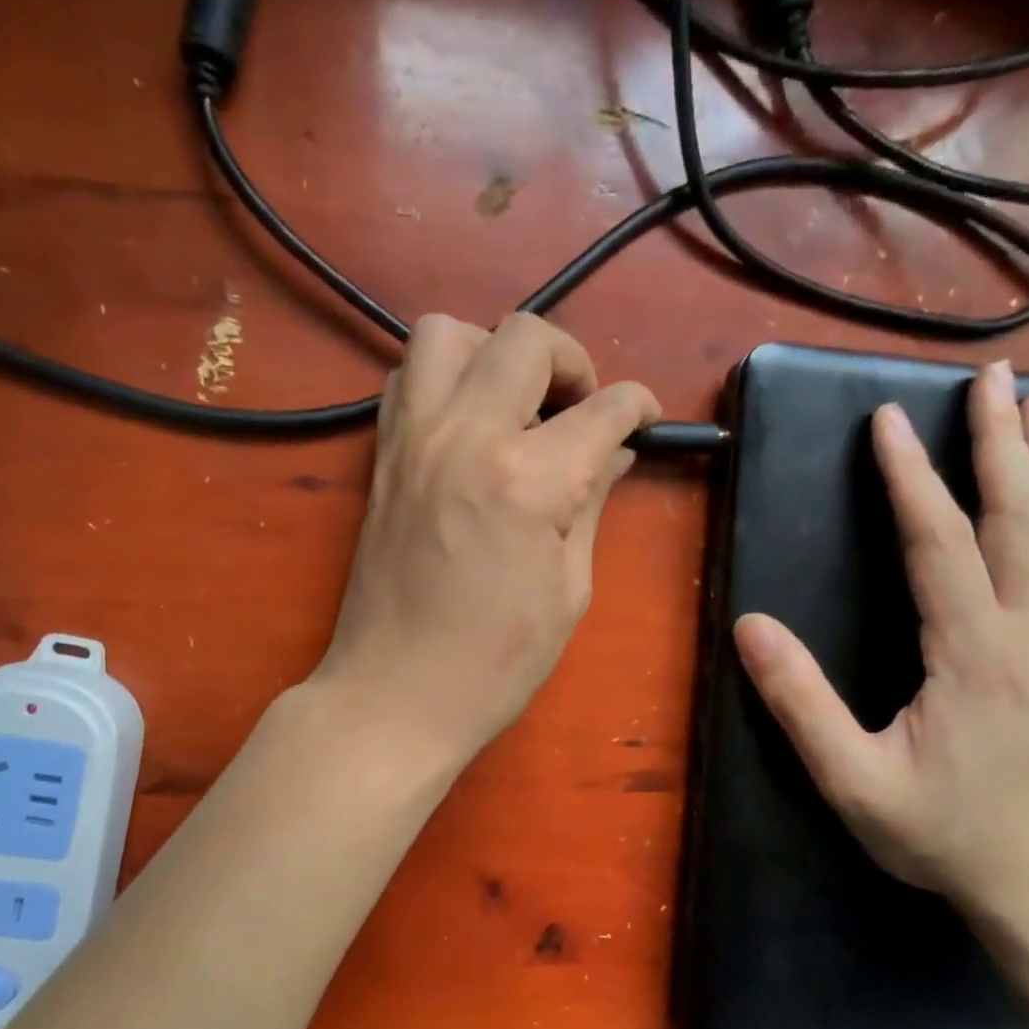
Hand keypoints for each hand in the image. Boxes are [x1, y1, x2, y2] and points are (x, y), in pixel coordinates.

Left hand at [313, 312, 659, 762]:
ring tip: (516, 405)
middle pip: (525, 337)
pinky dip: (445, 378)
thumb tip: (613, 453)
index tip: (646, 421)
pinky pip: (408, 377)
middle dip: (573, 361)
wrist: (393, 695)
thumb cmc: (494, 662)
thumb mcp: (568, 589)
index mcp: (528, 478)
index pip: (603, 407)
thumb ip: (591, 504)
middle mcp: (465, 435)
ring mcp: (412, 439)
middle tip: (582, 410)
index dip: (639, 407)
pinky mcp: (382, 456)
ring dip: (495, 352)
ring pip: (448, 333)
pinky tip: (468, 424)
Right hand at [733, 361, 1028, 923]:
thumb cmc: (940, 833)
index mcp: (973, 656)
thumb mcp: (852, 781)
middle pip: (1020, 517)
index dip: (911, 478)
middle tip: (990, 379)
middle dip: (999, 442)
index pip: (939, 543)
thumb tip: (749, 627)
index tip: (889, 421)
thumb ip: (800, 704)